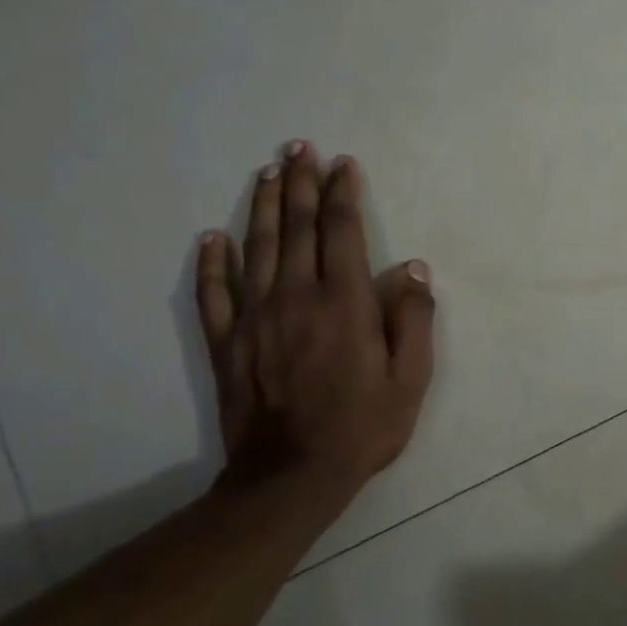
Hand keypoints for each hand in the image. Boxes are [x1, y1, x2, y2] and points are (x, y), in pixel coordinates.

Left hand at [195, 140, 435, 489]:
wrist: (292, 476)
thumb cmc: (364, 426)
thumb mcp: (411, 378)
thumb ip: (414, 319)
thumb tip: (413, 268)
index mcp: (345, 303)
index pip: (341, 232)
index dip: (343, 194)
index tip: (344, 164)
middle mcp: (296, 298)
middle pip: (296, 228)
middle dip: (300, 184)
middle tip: (299, 148)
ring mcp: (255, 319)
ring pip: (256, 248)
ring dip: (262, 206)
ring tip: (267, 172)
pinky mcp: (229, 343)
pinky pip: (214, 293)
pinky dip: (212, 262)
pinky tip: (212, 237)